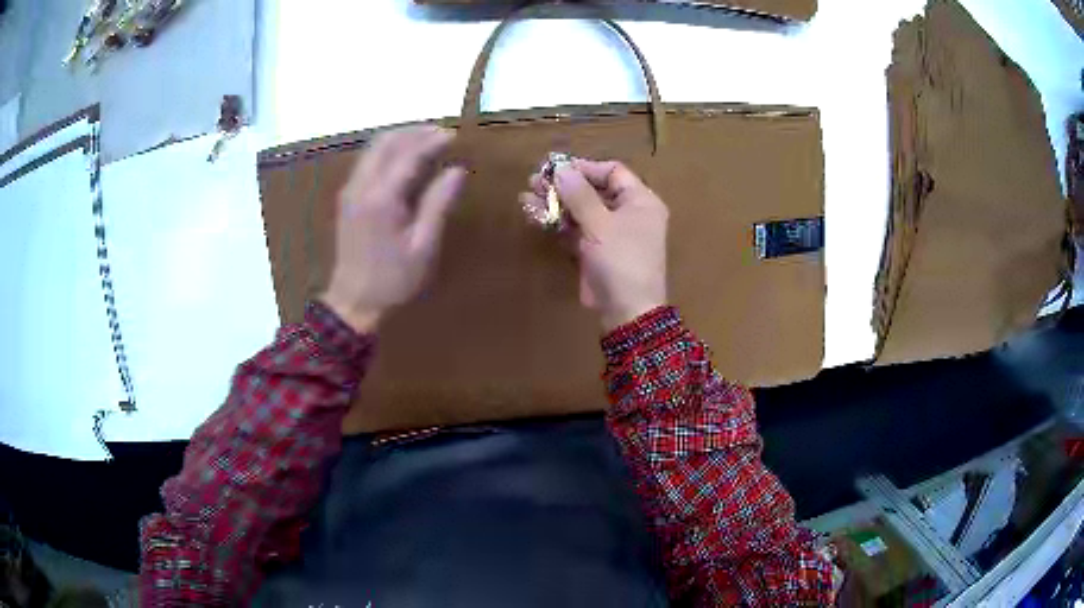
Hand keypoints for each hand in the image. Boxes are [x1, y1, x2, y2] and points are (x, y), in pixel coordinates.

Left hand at [320, 126, 464, 333]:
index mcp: (381, 199)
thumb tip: (457, 171)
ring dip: (399, 139)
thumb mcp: (422, 246)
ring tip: (425, 140)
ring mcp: (350, 190)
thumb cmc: (393, 279)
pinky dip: (387, 151)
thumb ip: (438, 204)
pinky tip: (403, 159)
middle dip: (413, 132)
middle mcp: (361, 186)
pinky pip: (367, 161)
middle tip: (440, 133)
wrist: (353, 300)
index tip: (454, 135)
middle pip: (385, 142)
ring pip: (373, 149)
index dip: (432, 142)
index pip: (408, 155)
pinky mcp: (347, 197)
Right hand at [521, 159, 668, 331]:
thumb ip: (579, 195)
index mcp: (640, 201)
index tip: (557, 168)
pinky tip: (533, 213)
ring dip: (555, 202)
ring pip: (580, 210)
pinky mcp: (595, 250)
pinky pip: (575, 229)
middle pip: (593, 190)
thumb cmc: (621, 261)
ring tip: (527, 195)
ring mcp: (610, 233)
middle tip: (535, 180)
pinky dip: (556, 222)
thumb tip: (560, 169)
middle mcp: (627, 213)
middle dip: (564, 185)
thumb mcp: (600, 224)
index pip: (613, 172)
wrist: (626, 311)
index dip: (584, 168)